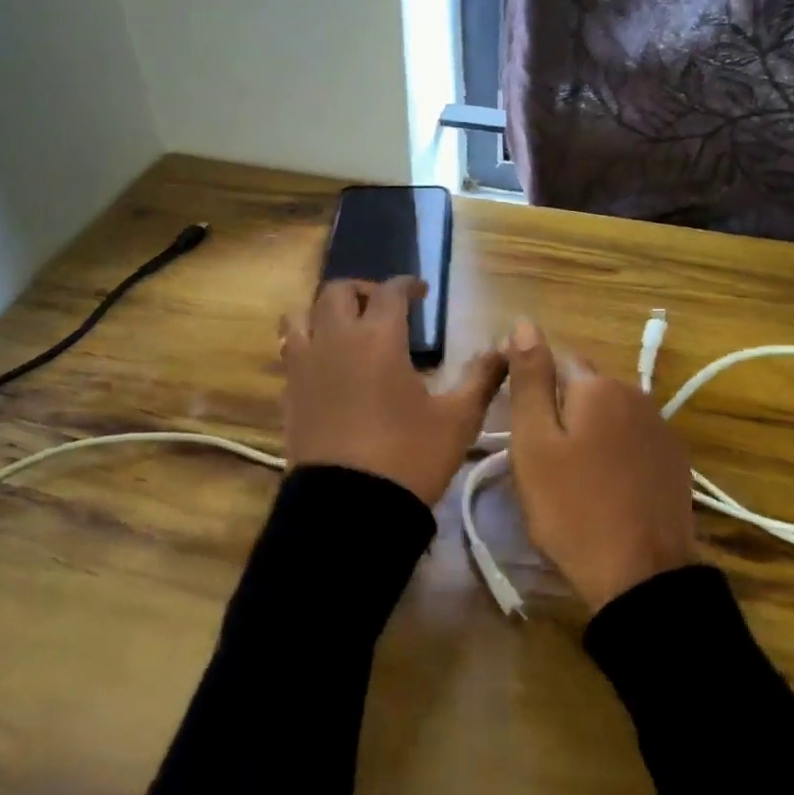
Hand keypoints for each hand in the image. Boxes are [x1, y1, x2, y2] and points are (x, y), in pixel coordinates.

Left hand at [280, 278, 505, 505]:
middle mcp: (335, 341)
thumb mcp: (458, 419)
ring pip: (300, 316)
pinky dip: (307, 346)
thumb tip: (504, 348)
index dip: (407, 285)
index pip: (390, 292)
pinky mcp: (288, 396)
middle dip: (363, 290)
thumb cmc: (409, 456)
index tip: (421, 291)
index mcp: (378, 338)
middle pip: (337, 292)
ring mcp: (304, 367)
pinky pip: (291, 353)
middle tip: (384, 307)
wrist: (349, 509)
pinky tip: (326, 366)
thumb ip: (482, 378)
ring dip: (324, 312)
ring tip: (345, 328)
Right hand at [505, 319, 695, 611]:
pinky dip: (616, 453)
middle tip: (543, 460)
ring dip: (590, 432)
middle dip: (563, 410)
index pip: (556, 361)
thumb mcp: (534, 443)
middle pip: (586, 388)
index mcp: (598, 386)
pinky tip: (606, 488)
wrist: (641, 575)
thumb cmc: (572, 509)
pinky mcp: (675, 460)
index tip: (522, 428)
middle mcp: (636, 394)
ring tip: (573, 477)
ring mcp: (661, 428)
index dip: (533, 389)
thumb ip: (530, 379)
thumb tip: (525, 322)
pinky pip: (633, 441)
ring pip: (611, 415)